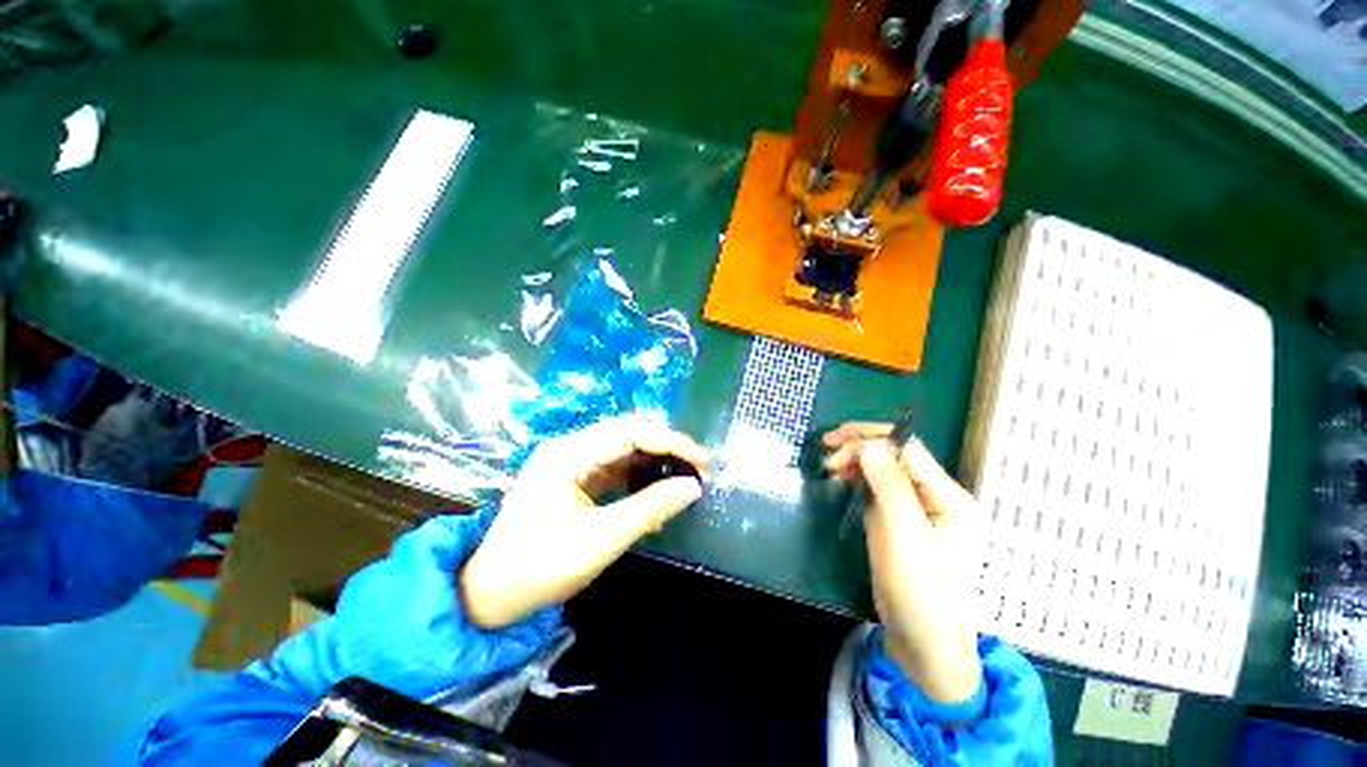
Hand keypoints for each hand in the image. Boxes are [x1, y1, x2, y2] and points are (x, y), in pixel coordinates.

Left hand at [461, 416, 710, 629]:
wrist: (489, 595)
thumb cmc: (541, 568)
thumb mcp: (602, 539)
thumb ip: (651, 508)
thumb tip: (694, 487)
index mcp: (568, 455)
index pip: (630, 432)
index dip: (671, 442)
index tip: (703, 461)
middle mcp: (568, 447)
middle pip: (627, 432)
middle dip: (666, 447)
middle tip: (698, 467)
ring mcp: (568, 459)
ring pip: (622, 446)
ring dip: (654, 459)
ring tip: (682, 477)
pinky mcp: (572, 475)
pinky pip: (613, 465)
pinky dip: (637, 475)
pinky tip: (654, 491)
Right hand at [824, 422, 982, 703]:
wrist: (923, 640)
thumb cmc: (921, 588)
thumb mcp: (905, 534)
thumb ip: (890, 485)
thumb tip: (869, 444)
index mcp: (947, 495)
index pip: (908, 449)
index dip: (871, 439)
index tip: (836, 444)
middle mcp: (933, 495)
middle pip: (895, 455)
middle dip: (860, 445)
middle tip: (826, 450)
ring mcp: (915, 508)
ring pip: (883, 469)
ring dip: (856, 460)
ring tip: (830, 466)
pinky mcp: (898, 520)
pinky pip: (877, 488)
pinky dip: (857, 479)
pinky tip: (842, 480)